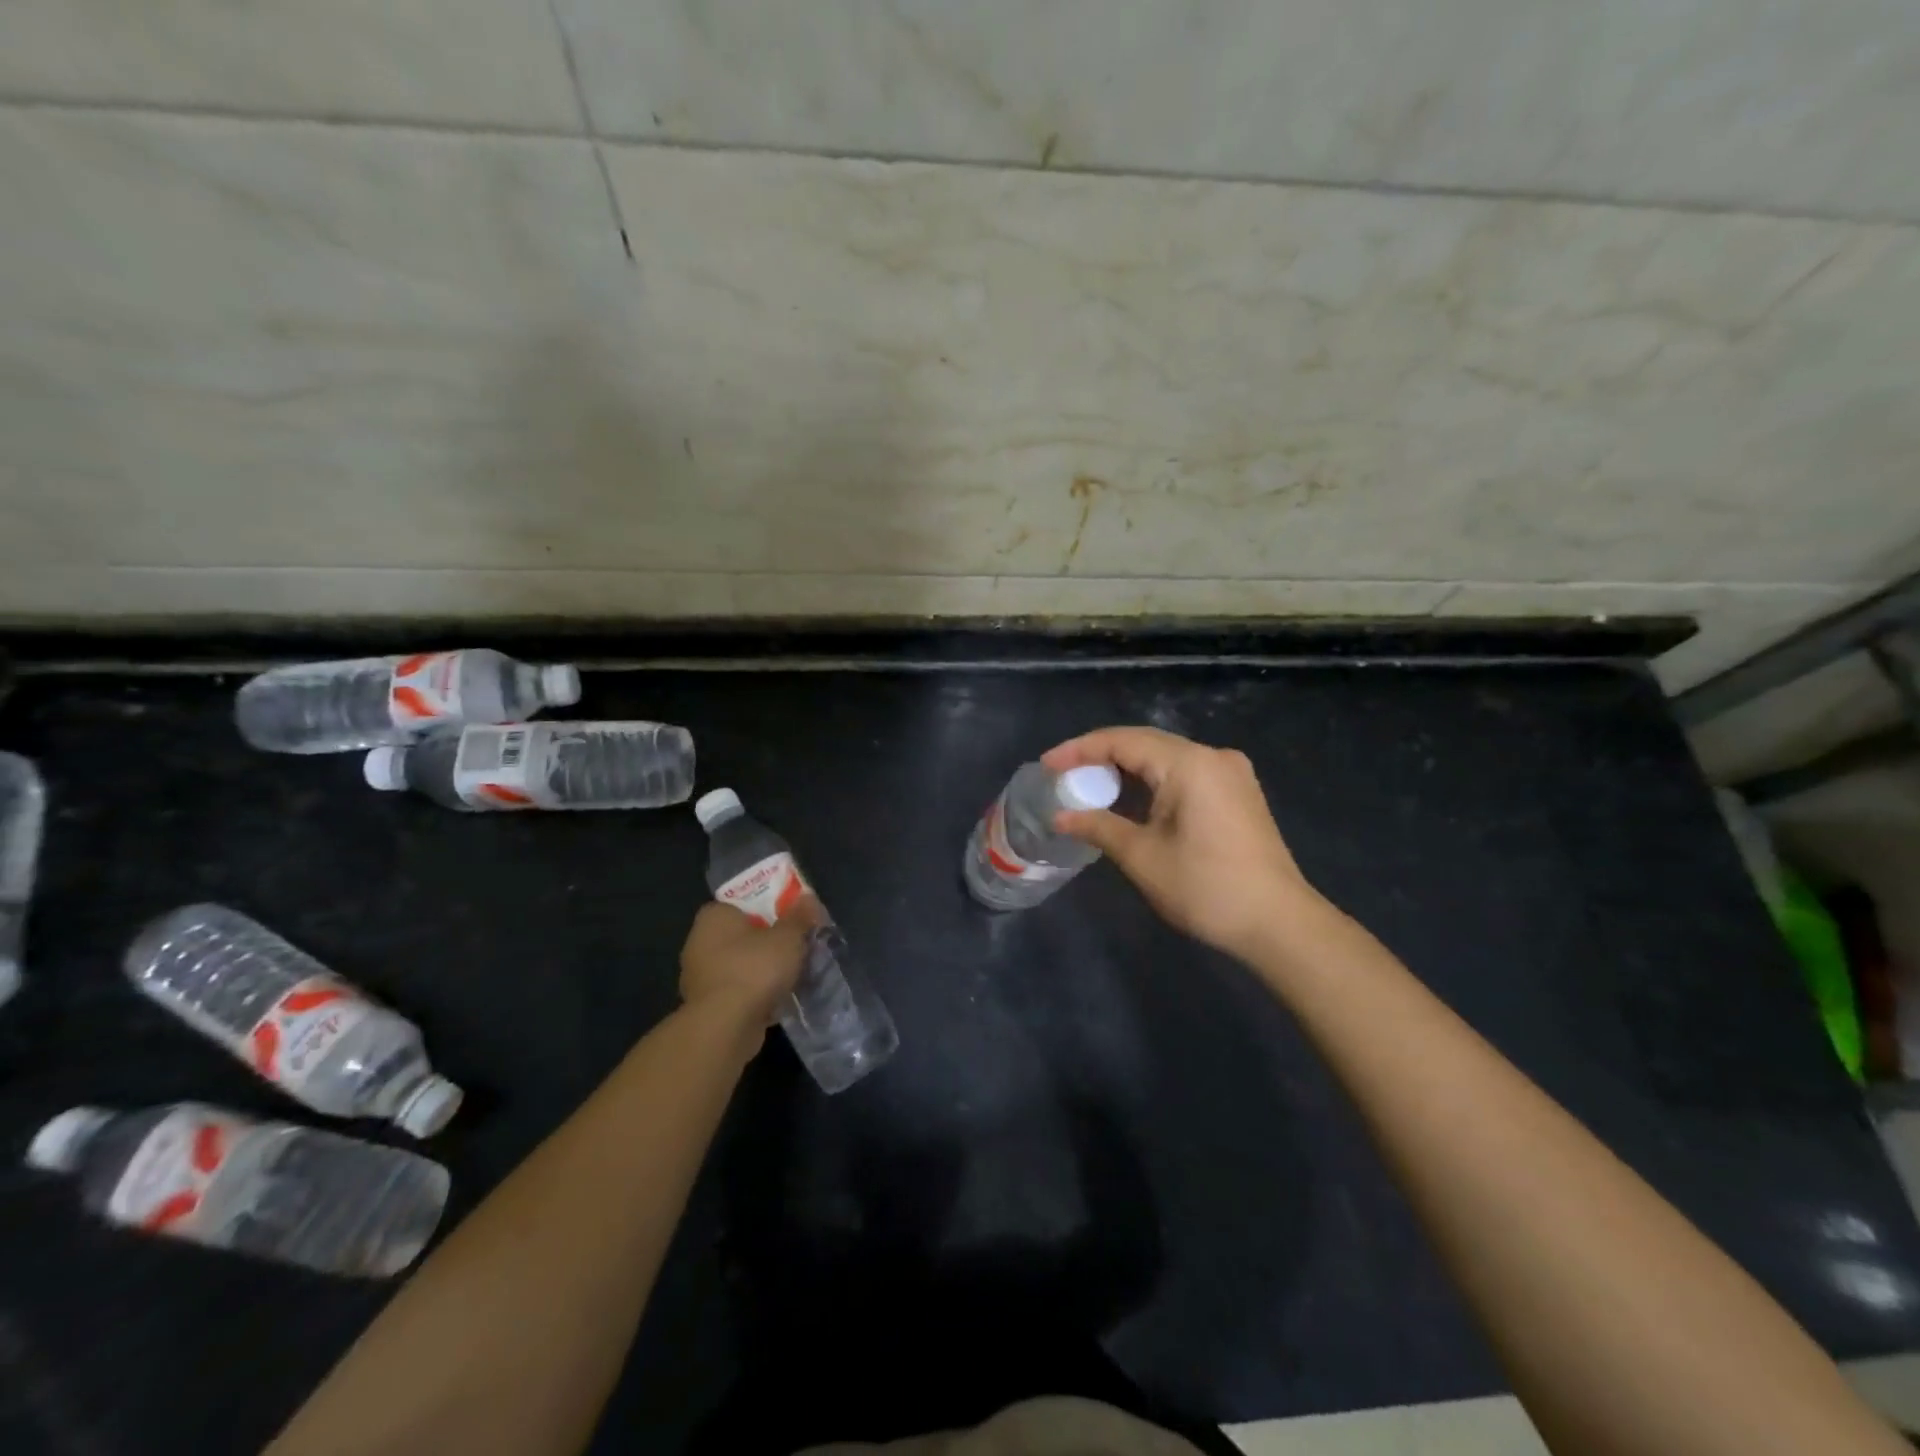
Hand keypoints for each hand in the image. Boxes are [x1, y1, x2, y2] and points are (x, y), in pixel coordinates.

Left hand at [678, 901, 814, 1031]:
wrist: (725, 1027)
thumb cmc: (755, 968)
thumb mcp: (788, 937)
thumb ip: (799, 917)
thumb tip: (807, 898)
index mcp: (714, 917)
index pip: (741, 904)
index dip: (767, 908)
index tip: (789, 919)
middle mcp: (699, 943)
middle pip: (741, 935)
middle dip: (767, 942)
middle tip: (795, 946)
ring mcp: (698, 977)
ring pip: (739, 965)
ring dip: (761, 970)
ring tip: (791, 974)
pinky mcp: (705, 1007)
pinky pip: (736, 991)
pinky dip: (753, 994)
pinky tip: (777, 999)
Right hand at [1044, 726, 1321, 961]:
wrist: (1279, 924)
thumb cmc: (1206, 888)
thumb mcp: (1142, 857)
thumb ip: (1098, 827)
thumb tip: (1059, 817)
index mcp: (1189, 763)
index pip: (1123, 741)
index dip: (1079, 750)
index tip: (1046, 766)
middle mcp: (1213, 756)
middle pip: (1145, 743)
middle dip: (1100, 756)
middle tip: (1063, 775)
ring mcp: (1231, 773)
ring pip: (1165, 758)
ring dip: (1126, 769)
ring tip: (1089, 786)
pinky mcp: (1238, 793)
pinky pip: (1185, 773)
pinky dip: (1152, 781)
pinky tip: (1131, 799)